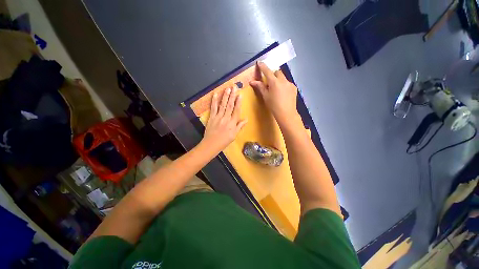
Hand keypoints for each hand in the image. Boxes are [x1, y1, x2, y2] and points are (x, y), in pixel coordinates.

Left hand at [203, 87, 246, 150]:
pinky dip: (214, 101)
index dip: (238, 102)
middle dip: (232, 96)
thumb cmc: (224, 140)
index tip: (240, 95)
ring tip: (227, 88)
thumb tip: (246, 119)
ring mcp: (218, 117)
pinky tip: (215, 94)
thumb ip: (240, 126)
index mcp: (232, 123)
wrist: (212, 144)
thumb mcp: (234, 135)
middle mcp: (226, 118)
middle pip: (230, 105)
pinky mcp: (212, 117)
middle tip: (234, 87)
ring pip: (223, 105)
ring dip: (225, 96)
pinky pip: (213, 108)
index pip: (236, 110)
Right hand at [250, 62, 298, 125]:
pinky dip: (284, 85)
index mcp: (274, 82)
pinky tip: (283, 93)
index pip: (267, 71)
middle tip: (269, 82)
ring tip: (277, 90)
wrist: (286, 113)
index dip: (263, 66)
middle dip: (273, 74)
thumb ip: (260, 87)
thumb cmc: (273, 106)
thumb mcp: (265, 96)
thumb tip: (252, 81)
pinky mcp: (294, 88)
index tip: (259, 63)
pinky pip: (287, 83)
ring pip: (283, 77)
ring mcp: (290, 84)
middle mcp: (283, 80)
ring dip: (278, 80)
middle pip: (277, 72)